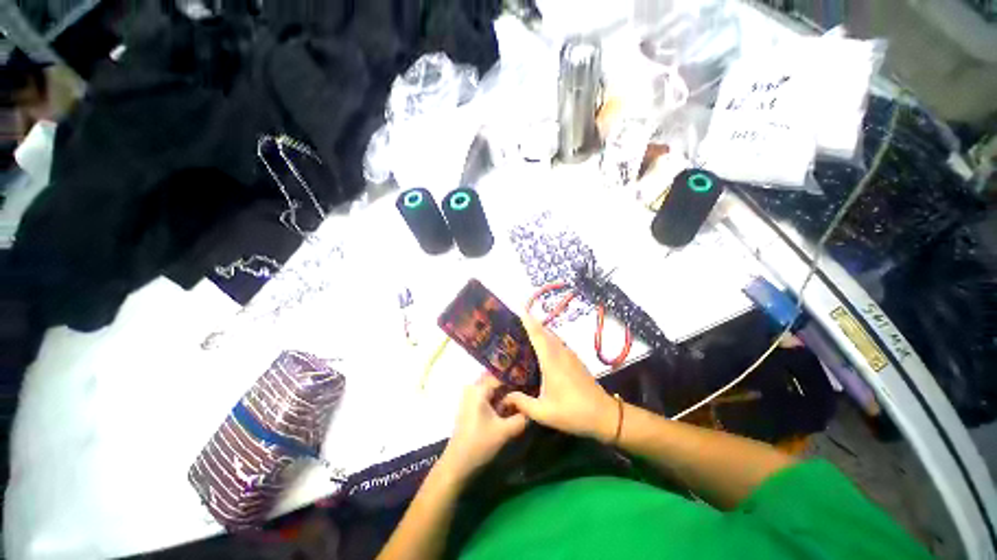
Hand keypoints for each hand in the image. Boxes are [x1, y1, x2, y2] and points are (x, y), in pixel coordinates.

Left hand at [441, 375, 527, 480]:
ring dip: (506, 394)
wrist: (456, 465)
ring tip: (521, 400)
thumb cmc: (479, 444)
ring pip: (493, 390)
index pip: (501, 376)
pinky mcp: (470, 407)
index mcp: (479, 390)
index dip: (516, 378)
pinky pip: (488, 397)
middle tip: (527, 391)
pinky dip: (499, 401)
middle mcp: (473, 389)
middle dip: (512, 386)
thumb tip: (532, 409)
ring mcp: (470, 398)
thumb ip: (521, 418)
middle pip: (497, 381)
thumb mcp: (504, 432)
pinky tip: (509, 409)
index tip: (530, 383)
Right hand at [502, 313, 617, 442]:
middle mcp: (560, 353)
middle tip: (516, 320)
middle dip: (532, 323)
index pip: (537, 335)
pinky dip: (548, 338)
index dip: (528, 321)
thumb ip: (522, 403)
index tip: (519, 309)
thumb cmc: (572, 412)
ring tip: (526, 330)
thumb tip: (504, 397)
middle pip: (545, 331)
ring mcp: (570, 355)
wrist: (604, 415)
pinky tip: (542, 346)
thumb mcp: (543, 412)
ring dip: (540, 330)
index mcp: (551, 361)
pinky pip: (558, 342)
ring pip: (552, 336)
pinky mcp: (575, 360)